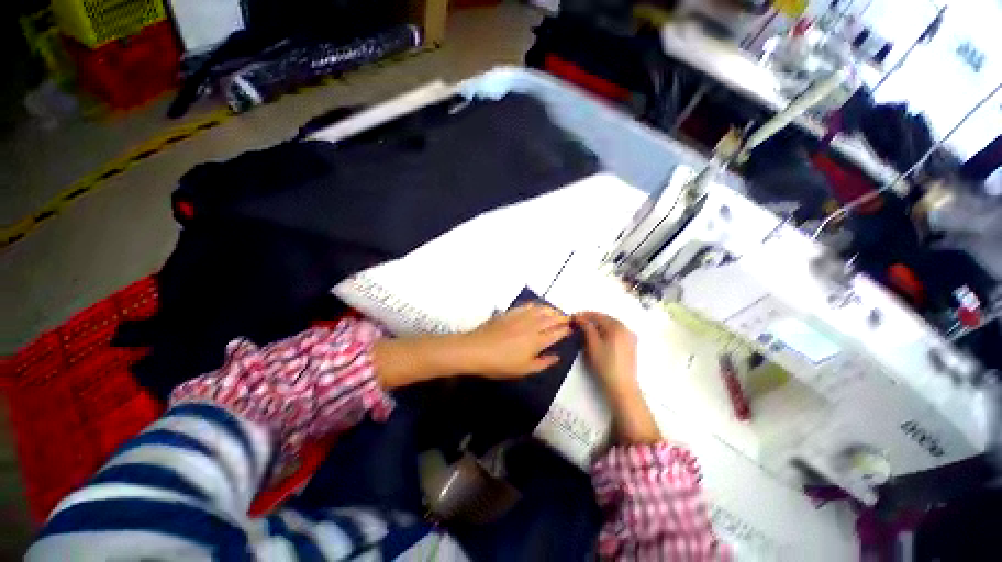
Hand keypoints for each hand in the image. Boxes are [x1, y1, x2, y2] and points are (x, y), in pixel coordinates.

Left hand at [456, 304, 571, 378]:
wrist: (477, 349)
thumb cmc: (500, 364)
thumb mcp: (523, 370)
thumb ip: (543, 363)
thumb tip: (557, 356)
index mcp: (537, 341)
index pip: (556, 333)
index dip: (566, 329)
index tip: (572, 327)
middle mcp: (532, 325)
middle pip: (551, 318)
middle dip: (561, 317)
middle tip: (568, 318)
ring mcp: (521, 317)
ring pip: (541, 310)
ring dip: (551, 310)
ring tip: (556, 312)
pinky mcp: (510, 313)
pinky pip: (527, 306)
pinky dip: (536, 306)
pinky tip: (537, 307)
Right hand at [575, 311, 637, 395]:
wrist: (622, 386)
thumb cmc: (605, 365)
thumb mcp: (593, 345)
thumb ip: (586, 328)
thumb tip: (580, 318)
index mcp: (617, 327)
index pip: (597, 315)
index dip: (583, 315)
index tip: (572, 318)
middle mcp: (626, 328)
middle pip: (605, 319)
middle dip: (591, 320)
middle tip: (577, 323)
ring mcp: (630, 337)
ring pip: (610, 326)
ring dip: (598, 326)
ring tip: (585, 330)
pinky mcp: (630, 345)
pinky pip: (615, 332)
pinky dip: (605, 332)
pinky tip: (597, 337)